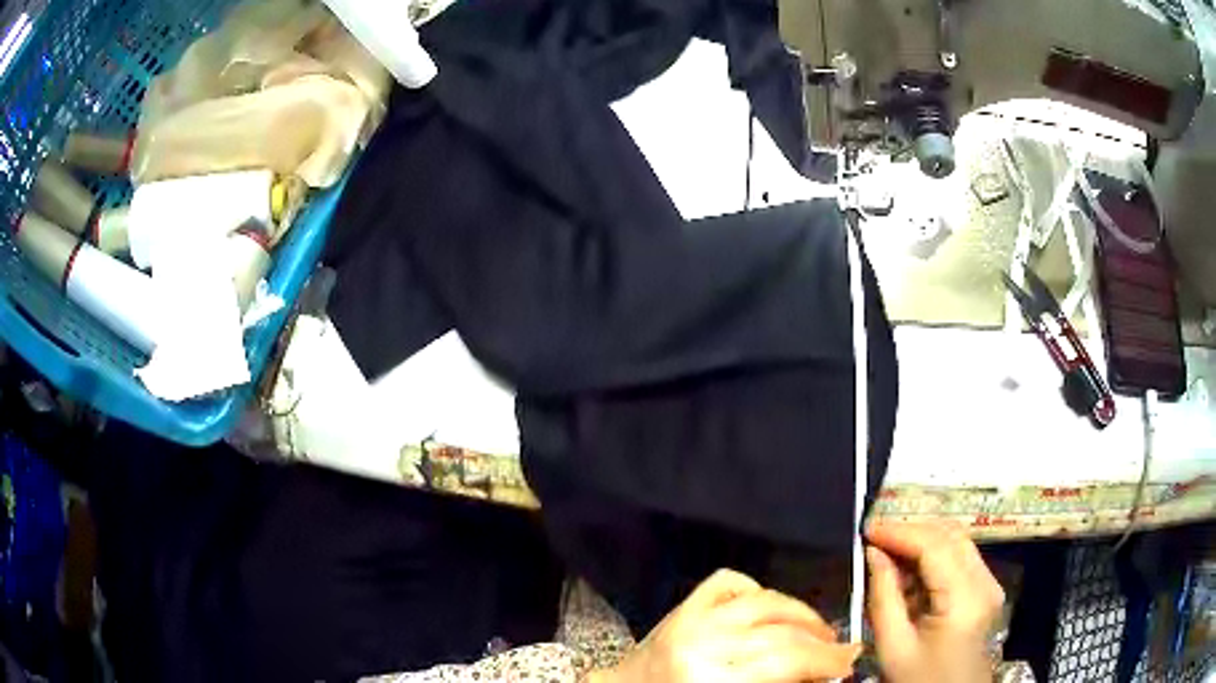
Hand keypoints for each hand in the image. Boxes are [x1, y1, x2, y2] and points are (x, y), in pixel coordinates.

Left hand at [592, 569, 861, 682]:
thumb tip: (822, 675)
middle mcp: (704, 643)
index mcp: (712, 679)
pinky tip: (770, 606)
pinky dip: (757, 589)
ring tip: (818, 630)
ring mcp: (691, 619)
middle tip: (841, 651)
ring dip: (802, 614)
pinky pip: (729, 583)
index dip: (826, 661)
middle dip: (821, 642)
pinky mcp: (683, 606)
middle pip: (782, 633)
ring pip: (766, 602)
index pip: (787, 660)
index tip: (848, 664)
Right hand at [865, 521, 1005, 682]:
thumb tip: (873, 553)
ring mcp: (989, 584)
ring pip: (957, 541)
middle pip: (950, 535)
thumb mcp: (893, 646)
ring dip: (922, 540)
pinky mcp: (985, 589)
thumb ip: (883, 595)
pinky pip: (960, 557)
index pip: (935, 546)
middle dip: (911, 530)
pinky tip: (908, 567)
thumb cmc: (918, 679)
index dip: (900, 532)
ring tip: (887, 550)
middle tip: (874, 537)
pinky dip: (933, 555)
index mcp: (964, 599)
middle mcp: (985, 582)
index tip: (867, 530)